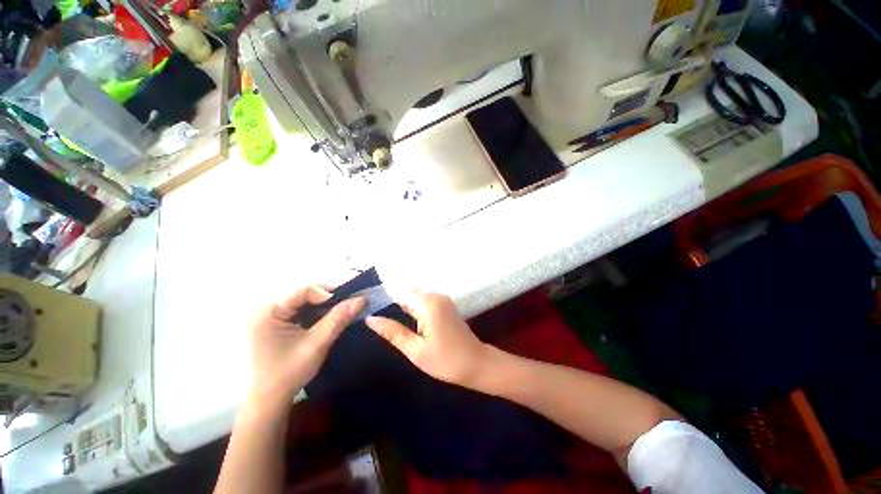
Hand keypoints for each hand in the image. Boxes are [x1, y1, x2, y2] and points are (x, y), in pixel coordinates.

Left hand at [247, 285, 364, 409]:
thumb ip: (338, 319)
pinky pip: (302, 307)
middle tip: (345, 309)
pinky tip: (326, 320)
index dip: (327, 294)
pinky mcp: (277, 320)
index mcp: (269, 312)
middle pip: (305, 292)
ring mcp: (271, 314)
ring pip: (306, 299)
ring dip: (324, 305)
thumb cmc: (289, 373)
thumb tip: (362, 298)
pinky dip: (317, 311)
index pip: (303, 290)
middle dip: (328, 299)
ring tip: (338, 314)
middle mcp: (267, 308)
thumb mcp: (317, 344)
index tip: (344, 305)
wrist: (270, 398)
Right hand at [365, 291, 488, 387]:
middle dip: (393, 303)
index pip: (400, 292)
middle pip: (408, 293)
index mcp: (428, 303)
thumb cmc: (445, 360)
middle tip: (376, 318)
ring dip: (403, 307)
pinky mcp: (446, 305)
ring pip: (415, 297)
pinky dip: (414, 309)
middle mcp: (436, 295)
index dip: (383, 298)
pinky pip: (424, 302)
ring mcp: (442, 299)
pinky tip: (406, 321)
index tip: (368, 307)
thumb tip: (370, 319)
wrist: (476, 364)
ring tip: (387, 321)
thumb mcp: (415, 350)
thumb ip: (393, 332)